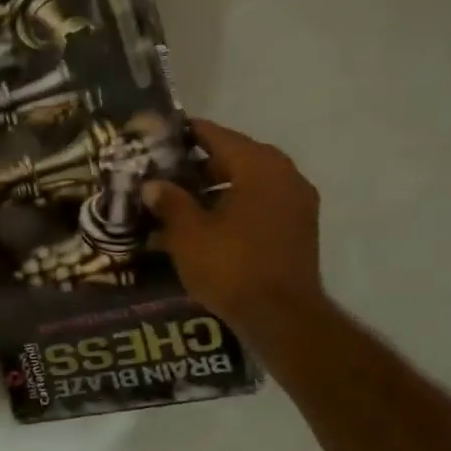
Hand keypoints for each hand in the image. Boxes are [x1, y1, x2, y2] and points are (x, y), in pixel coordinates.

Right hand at [142, 119, 323, 333]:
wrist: (281, 316)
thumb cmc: (230, 266)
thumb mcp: (188, 232)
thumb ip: (169, 201)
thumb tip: (153, 184)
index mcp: (258, 166)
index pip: (215, 135)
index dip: (183, 134)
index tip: (156, 137)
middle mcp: (284, 174)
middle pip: (234, 155)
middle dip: (197, 163)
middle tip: (162, 172)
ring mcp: (296, 202)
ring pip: (247, 180)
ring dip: (215, 186)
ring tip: (178, 200)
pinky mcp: (297, 227)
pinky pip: (259, 202)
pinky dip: (233, 204)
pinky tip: (205, 222)